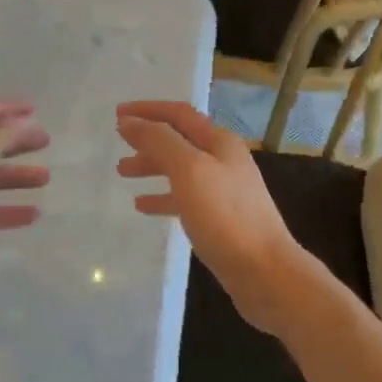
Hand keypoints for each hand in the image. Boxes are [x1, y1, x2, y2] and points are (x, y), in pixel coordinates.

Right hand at [115, 101, 307, 338]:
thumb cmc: (225, 216)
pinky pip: (185, 198)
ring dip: (152, 166)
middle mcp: (224, 160)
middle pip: (180, 140)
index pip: (179, 114)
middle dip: (148, 139)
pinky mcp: (220, 218)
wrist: (264, 271)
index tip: (117, 114)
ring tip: (123, 172)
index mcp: (219, 142)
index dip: (148, 110)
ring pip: (180, 169)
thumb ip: (159, 142)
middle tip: (118, 143)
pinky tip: (142, 206)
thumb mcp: (189, 170)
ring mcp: (224, 190)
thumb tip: (130, 122)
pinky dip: (162, 197)